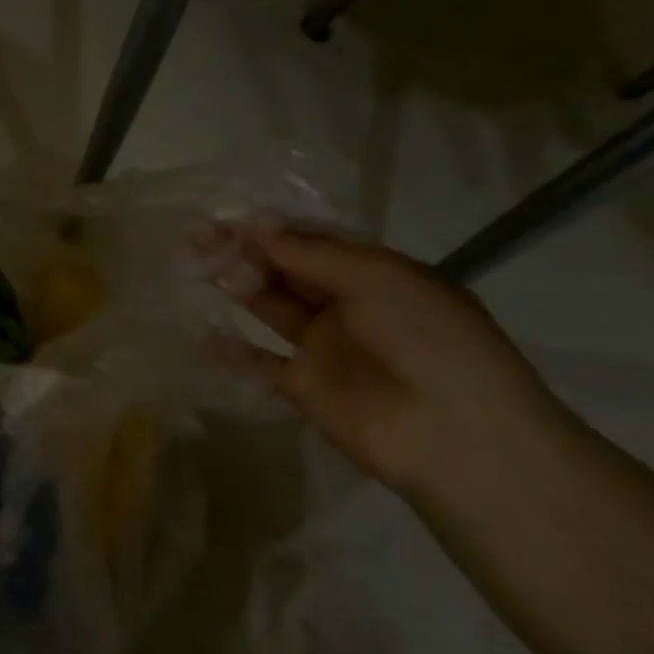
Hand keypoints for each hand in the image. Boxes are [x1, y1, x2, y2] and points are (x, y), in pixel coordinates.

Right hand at [210, 222, 565, 495]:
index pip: (312, 241)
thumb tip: (255, 225)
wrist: (455, 436)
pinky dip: (231, 349)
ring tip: (199, 270)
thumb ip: (310, 253)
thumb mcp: (376, 279)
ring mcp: (324, 346)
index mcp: (375, 274)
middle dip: (244, 250)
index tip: (226, 217)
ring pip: (269, 306)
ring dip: (237, 286)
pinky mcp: (303, 385)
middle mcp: (347, 304)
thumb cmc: (426, 339)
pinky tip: (201, 333)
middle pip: (286, 269)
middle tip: (198, 236)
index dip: (270, 228)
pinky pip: (259, 361)